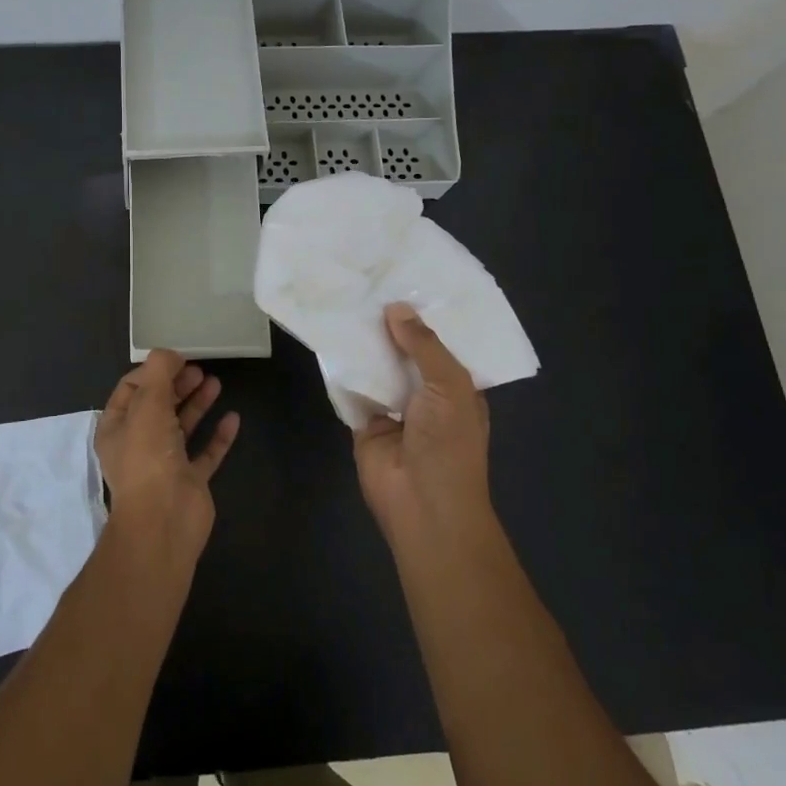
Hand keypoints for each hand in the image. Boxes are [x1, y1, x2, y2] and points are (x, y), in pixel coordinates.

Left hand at [95, 351, 240, 546]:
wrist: (165, 520)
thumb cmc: (148, 457)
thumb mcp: (147, 405)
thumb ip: (158, 373)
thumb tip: (168, 354)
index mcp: (117, 428)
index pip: (131, 389)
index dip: (152, 372)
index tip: (177, 359)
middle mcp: (139, 444)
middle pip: (159, 406)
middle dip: (177, 385)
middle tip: (199, 369)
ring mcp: (166, 464)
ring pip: (183, 426)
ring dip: (198, 404)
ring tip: (216, 383)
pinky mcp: (191, 480)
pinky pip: (206, 452)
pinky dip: (218, 435)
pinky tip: (233, 418)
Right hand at [353, 304, 491, 541]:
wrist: (422, 503)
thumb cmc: (449, 444)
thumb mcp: (449, 386)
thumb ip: (424, 346)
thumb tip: (395, 308)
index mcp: (457, 388)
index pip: (442, 345)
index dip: (426, 318)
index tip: (407, 281)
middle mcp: (425, 395)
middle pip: (406, 354)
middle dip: (391, 326)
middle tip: (368, 283)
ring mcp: (393, 409)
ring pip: (377, 369)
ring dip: (365, 345)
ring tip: (345, 301)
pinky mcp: (364, 422)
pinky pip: (352, 390)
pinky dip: (342, 369)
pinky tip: (329, 337)